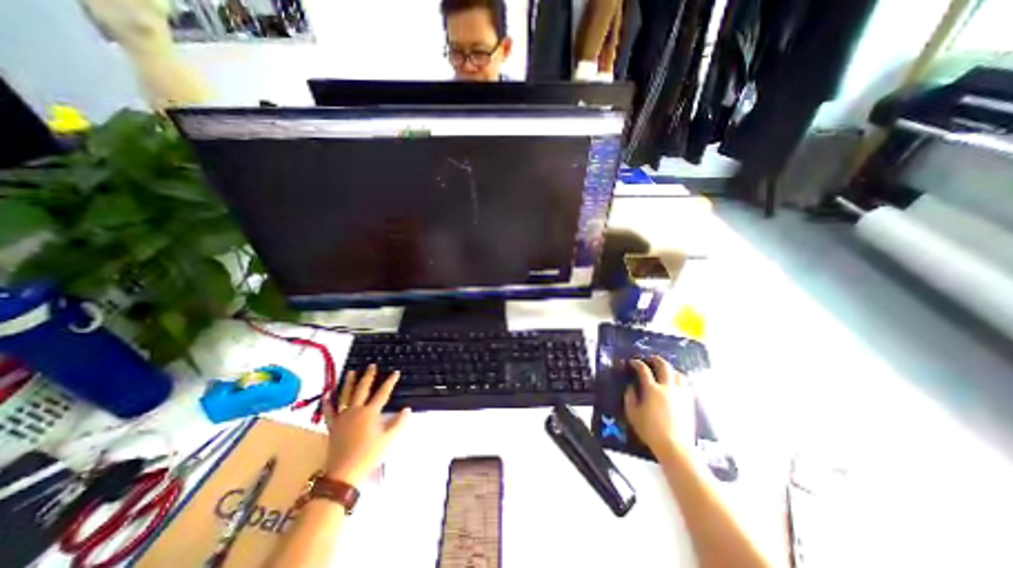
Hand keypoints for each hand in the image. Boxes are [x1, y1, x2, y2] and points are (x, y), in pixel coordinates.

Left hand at [321, 365, 405, 485]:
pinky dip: (327, 402)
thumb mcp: (389, 439)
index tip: (395, 372)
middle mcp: (356, 410)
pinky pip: (329, 411)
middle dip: (368, 376)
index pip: (383, 393)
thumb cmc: (369, 454)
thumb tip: (407, 409)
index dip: (390, 382)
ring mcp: (342, 417)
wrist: (343, 472)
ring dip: (349, 382)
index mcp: (370, 412)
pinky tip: (327, 394)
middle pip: (362, 389)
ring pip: (345, 395)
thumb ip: (399, 422)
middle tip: (371, 365)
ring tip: (351, 371)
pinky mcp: (333, 426)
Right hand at [627, 356, 697, 454]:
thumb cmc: (650, 430)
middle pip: (664, 366)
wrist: (674, 446)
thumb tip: (630, 387)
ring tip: (665, 370)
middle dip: (656, 359)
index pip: (643, 370)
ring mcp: (680, 394)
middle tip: (650, 359)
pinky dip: (681, 379)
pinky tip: (677, 383)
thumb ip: (630, 398)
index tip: (633, 362)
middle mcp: (667, 387)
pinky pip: (687, 384)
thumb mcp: (632, 414)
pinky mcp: (689, 402)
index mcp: (652, 389)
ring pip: (678, 373)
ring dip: (670, 368)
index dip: (637, 363)